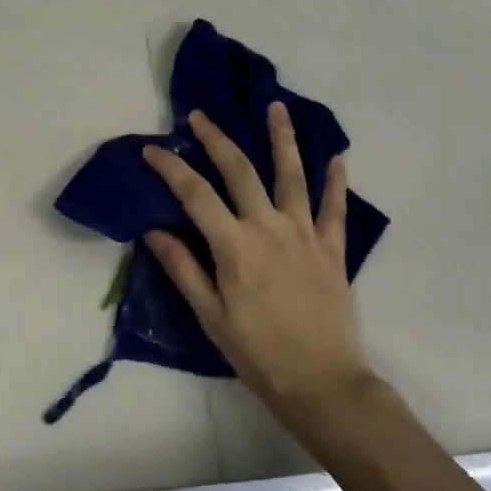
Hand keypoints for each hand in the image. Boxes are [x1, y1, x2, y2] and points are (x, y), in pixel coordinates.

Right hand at [143, 103, 373, 432]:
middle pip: (240, 171)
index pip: (195, 194)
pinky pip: (335, 208)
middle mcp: (269, 228)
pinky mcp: (332, 249)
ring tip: (276, 108)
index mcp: (235, 246)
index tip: (152, 149)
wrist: (324, 383)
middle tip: (200, 115)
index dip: (171, 167)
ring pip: (292, 176)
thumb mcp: (211, 316)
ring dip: (283, 139)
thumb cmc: (259, 353)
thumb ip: (184, 268)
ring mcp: (305, 234)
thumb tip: (154, 231)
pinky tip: (338, 158)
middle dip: (217, 138)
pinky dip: (336, 182)